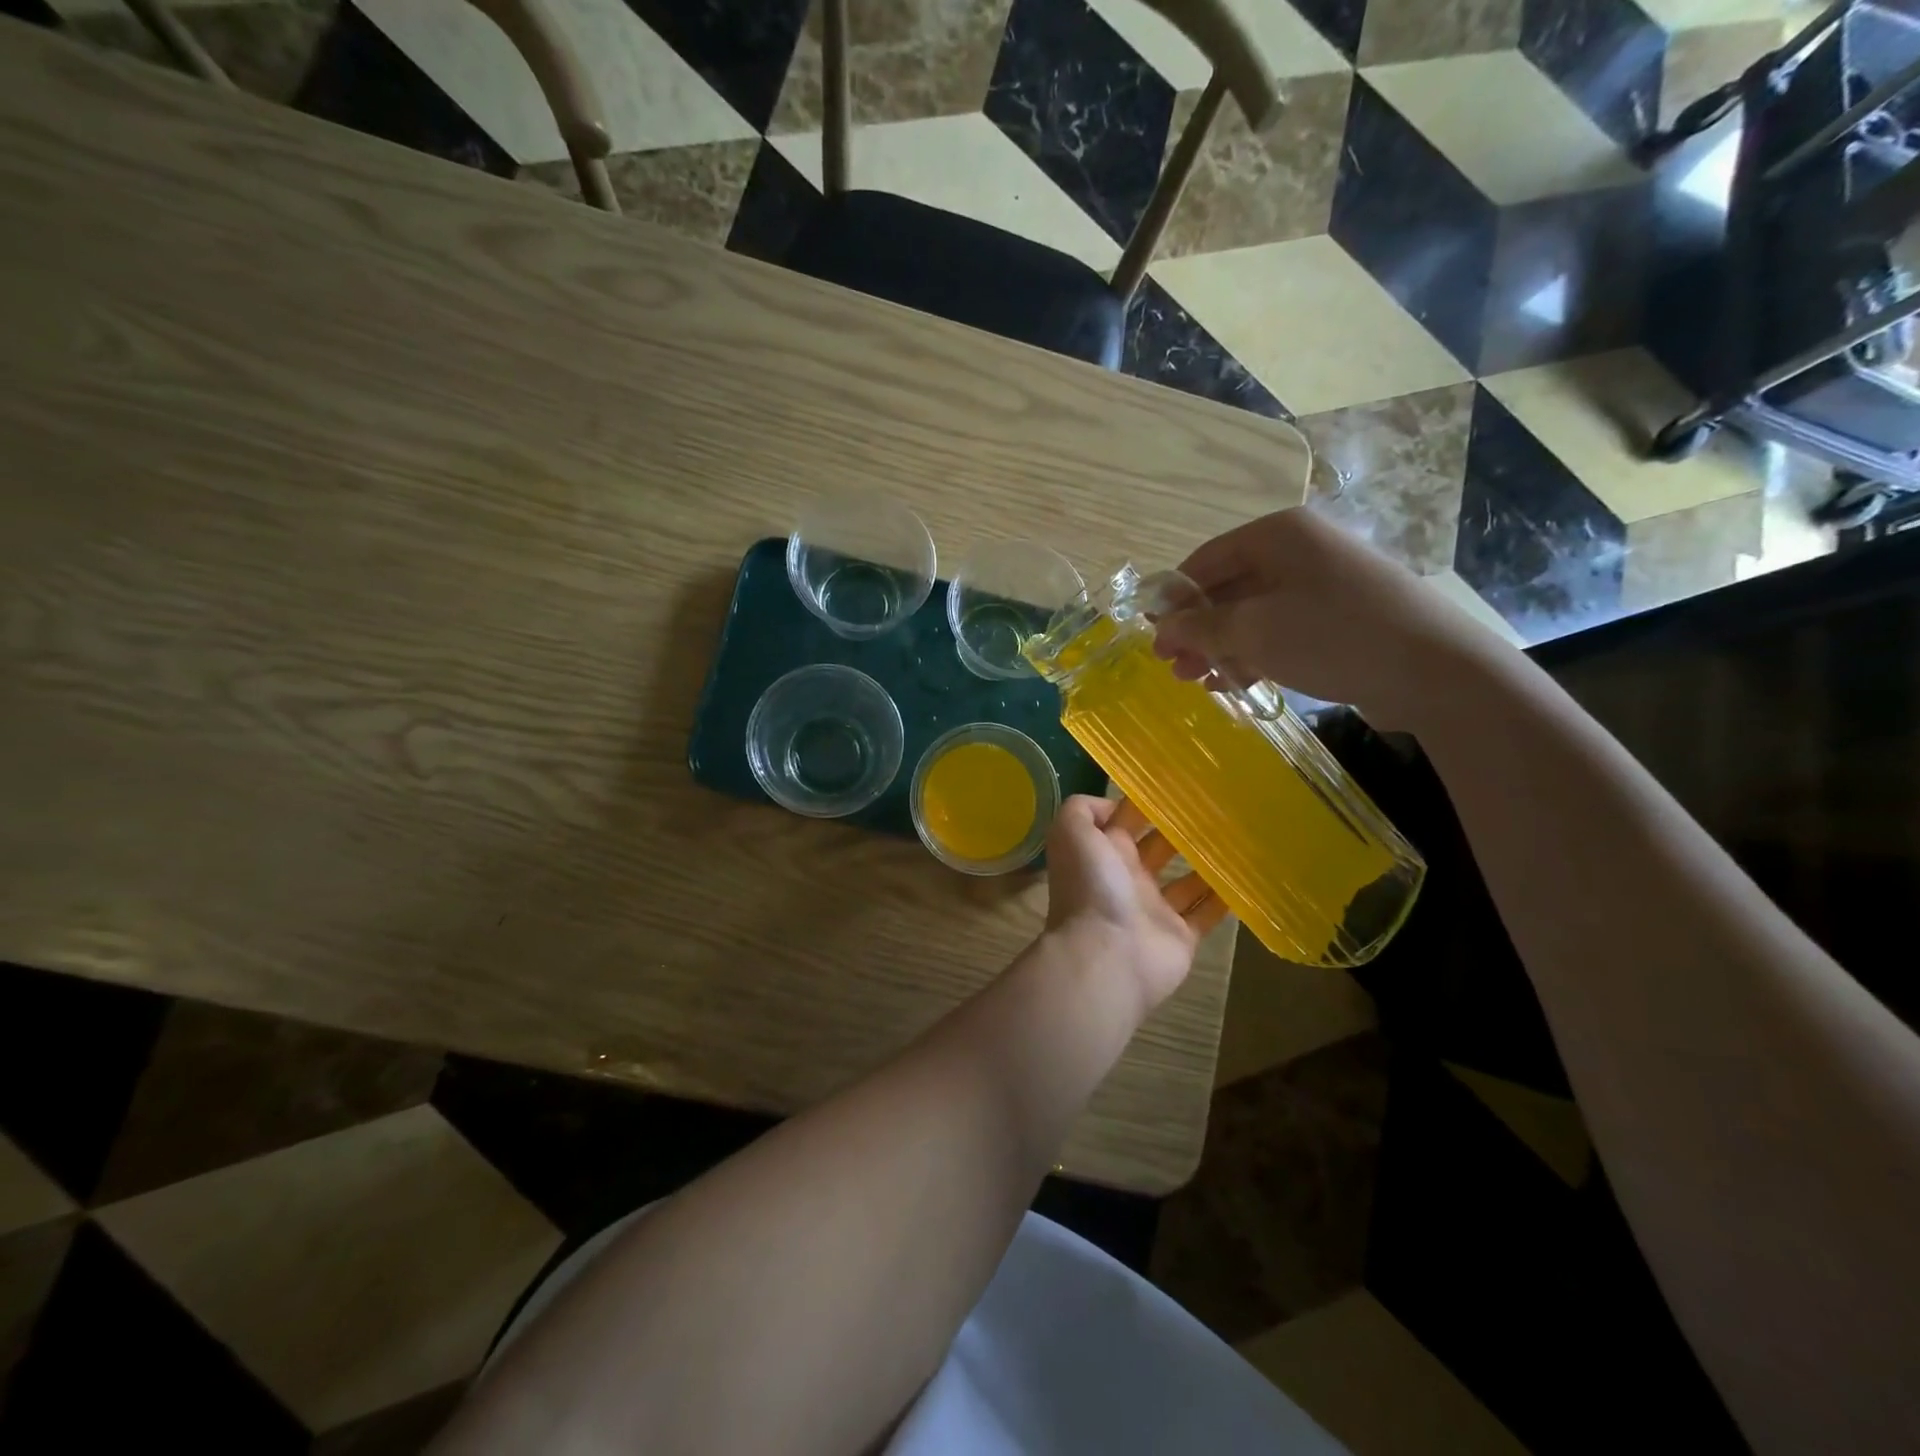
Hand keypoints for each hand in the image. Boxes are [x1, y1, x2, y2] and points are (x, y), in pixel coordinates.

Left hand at [1043, 795, 1225, 1014]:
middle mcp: (1129, 877)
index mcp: (1104, 852)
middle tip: (1220, 805)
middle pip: (1160, 846)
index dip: (1147, 801)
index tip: (1180, 781)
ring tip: (1239, 835)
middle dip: (1183, 828)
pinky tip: (1249, 875)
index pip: (1127, 820)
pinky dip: (1225, 897)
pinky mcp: (1182, 936)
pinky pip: (1207, 913)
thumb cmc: (1092, 888)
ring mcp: (1156, 909)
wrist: (1107, 955)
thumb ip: (1083, 809)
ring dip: (1208, 860)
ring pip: (1187, 879)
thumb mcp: (1071, 833)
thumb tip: (1115, 806)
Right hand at [1151, 508, 1514, 729]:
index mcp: (1278, 535)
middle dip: (1197, 629)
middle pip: (1228, 588)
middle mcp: (1299, 551)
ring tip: (1197, 681)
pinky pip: (1280, 631)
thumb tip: (1163, 628)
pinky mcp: (1338, 618)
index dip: (1173, 599)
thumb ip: (1201, 627)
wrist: (1434, 670)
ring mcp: (1322, 585)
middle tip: (1173, 667)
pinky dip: (1253, 654)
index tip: (1152, 636)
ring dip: (1221, 646)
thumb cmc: (1332, 636)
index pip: (1206, 560)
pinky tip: (1234, 684)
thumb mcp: (1254, 631)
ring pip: (1253, 613)